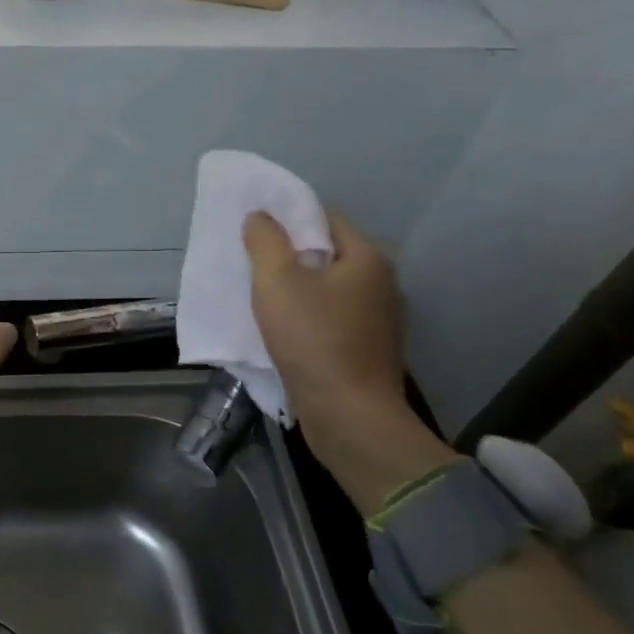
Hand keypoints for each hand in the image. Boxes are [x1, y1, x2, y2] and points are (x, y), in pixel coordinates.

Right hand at [244, 209, 453, 511]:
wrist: (350, 417)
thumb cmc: (313, 340)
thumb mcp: (276, 282)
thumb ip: (265, 241)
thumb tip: (260, 216)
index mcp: (367, 258)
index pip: (325, 217)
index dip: (288, 217)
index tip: (255, 228)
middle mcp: (382, 283)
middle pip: (328, 252)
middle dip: (290, 254)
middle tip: (251, 261)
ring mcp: (379, 319)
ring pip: (329, 288)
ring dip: (298, 288)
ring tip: (261, 295)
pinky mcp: (369, 349)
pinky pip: (332, 317)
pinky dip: (308, 315)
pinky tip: (283, 328)